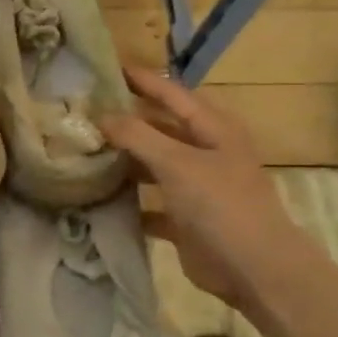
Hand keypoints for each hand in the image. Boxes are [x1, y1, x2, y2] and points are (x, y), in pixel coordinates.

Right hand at [101, 66, 306, 309]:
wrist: (254, 269)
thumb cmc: (220, 204)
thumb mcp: (177, 162)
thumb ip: (137, 135)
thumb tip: (100, 115)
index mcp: (214, 129)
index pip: (172, 94)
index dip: (142, 80)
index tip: (105, 67)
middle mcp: (206, 153)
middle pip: (161, 128)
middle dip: (127, 120)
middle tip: (85, 111)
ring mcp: (196, 187)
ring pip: (153, 164)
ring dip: (124, 160)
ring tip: (83, 149)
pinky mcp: (185, 218)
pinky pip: (150, 202)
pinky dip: (128, 200)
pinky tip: (97, 196)